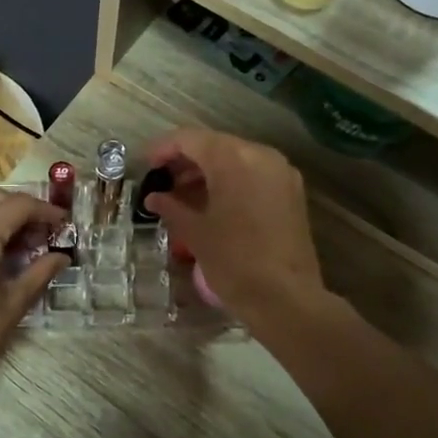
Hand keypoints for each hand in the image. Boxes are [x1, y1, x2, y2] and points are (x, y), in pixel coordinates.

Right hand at [143, 128, 326, 324]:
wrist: (285, 298)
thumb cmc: (233, 261)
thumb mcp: (195, 232)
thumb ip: (171, 207)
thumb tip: (154, 198)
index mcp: (233, 158)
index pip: (190, 139)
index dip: (163, 148)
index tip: (146, 165)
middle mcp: (261, 155)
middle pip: (215, 145)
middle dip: (186, 160)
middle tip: (162, 182)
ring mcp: (281, 173)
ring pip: (236, 159)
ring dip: (207, 171)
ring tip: (182, 196)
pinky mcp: (292, 192)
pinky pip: (254, 174)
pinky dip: (230, 181)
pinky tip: (212, 204)